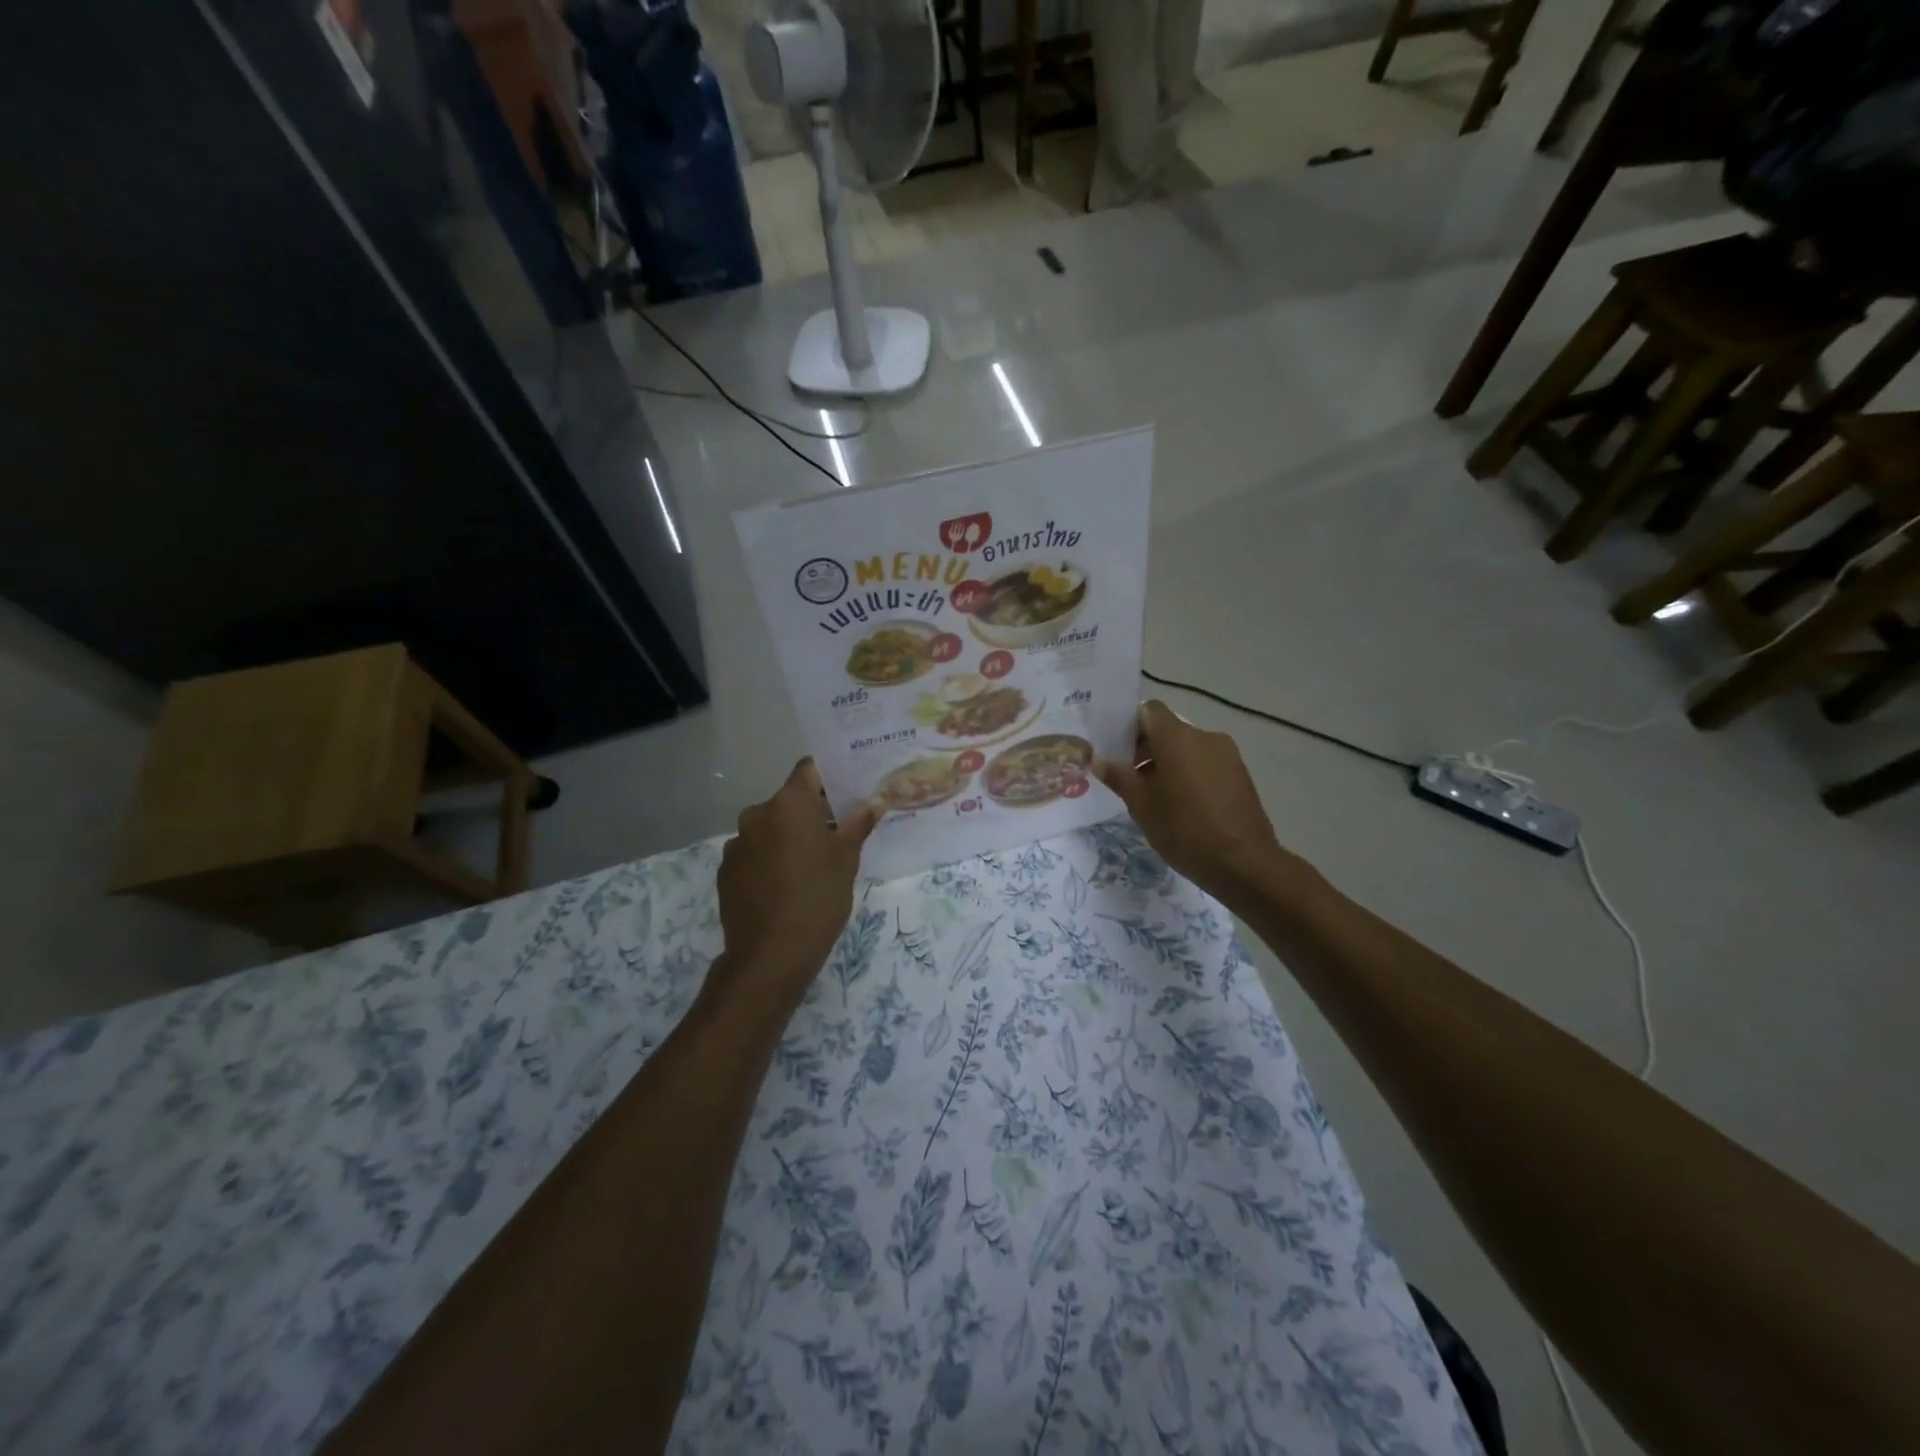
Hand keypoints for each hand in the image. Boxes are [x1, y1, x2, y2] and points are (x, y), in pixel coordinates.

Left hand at [710, 760, 878, 1018]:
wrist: (770, 955)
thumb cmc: (817, 898)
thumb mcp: (847, 860)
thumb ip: (858, 825)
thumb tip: (872, 802)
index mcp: (789, 804)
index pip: (809, 770)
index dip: (828, 777)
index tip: (846, 792)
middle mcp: (757, 814)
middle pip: (789, 801)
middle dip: (811, 813)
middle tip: (835, 835)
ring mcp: (736, 843)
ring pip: (770, 828)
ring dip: (787, 837)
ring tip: (808, 866)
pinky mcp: (726, 871)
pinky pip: (753, 853)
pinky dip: (769, 860)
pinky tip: (783, 886)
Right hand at [1096, 700, 1285, 901]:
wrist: (1245, 864)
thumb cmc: (1185, 831)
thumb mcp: (1142, 806)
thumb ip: (1119, 777)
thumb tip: (1098, 760)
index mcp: (1177, 739)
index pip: (1149, 710)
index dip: (1129, 724)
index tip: (1116, 750)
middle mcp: (1204, 736)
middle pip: (1167, 729)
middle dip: (1145, 747)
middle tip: (1128, 778)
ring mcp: (1226, 754)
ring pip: (1187, 746)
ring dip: (1167, 761)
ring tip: (1155, 796)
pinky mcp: (1239, 772)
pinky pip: (1205, 761)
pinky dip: (1188, 772)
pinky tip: (1182, 804)